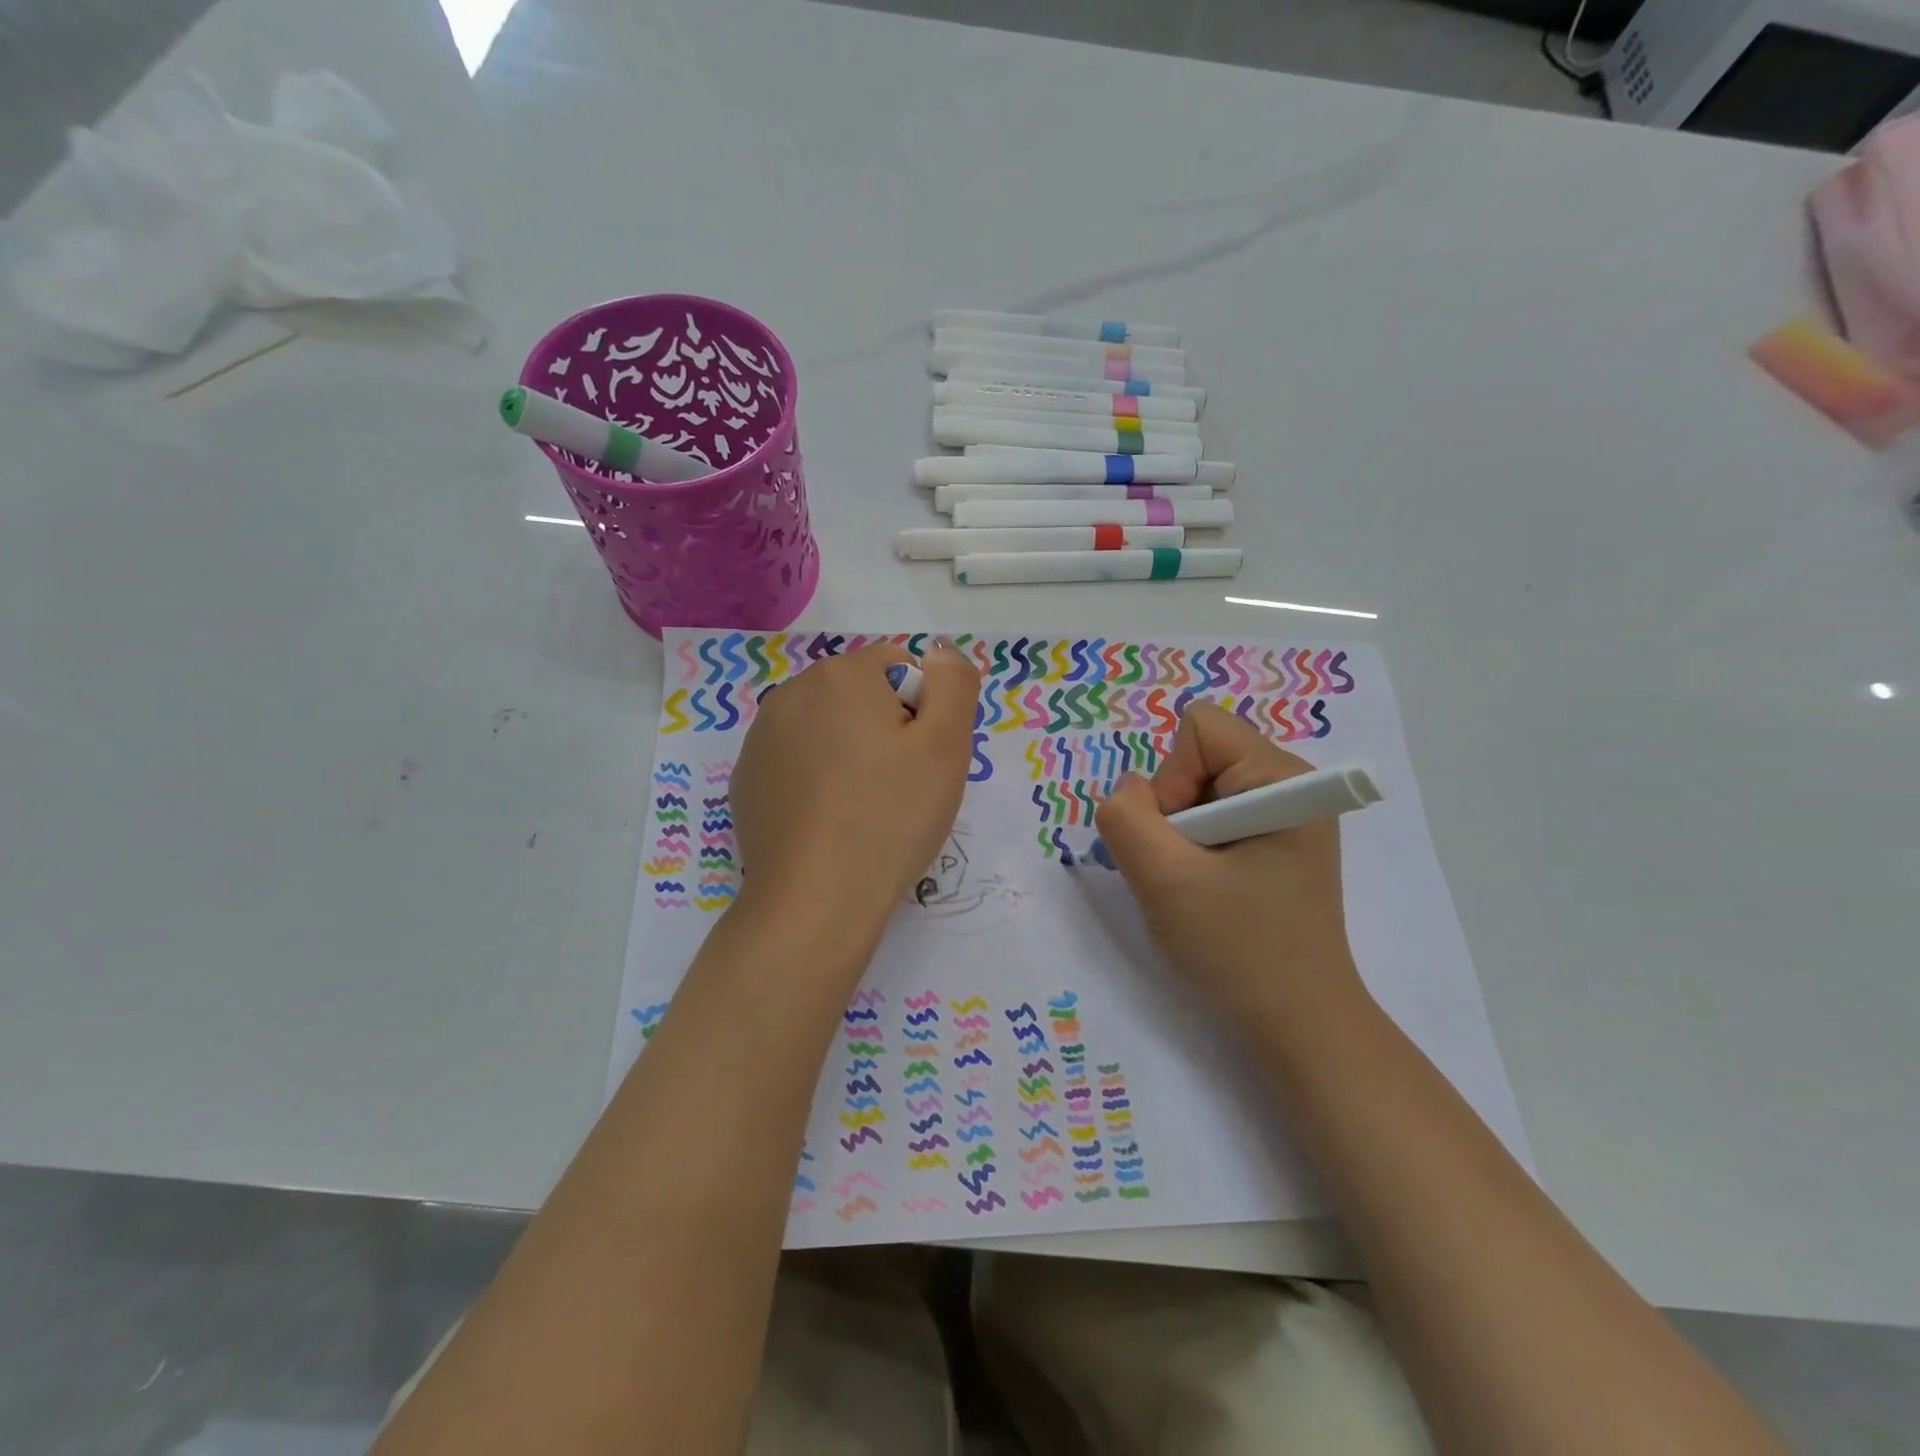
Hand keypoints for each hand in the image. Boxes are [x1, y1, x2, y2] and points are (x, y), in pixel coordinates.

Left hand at [728, 640, 980, 939]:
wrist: (816, 899)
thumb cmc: (890, 817)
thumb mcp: (947, 745)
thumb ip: (953, 682)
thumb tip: (938, 651)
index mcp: (841, 675)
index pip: (900, 666)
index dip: (923, 710)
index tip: (921, 758)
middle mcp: (792, 693)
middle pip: (860, 694)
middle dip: (885, 727)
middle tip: (899, 786)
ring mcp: (761, 738)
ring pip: (826, 728)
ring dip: (849, 752)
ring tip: (862, 807)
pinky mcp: (747, 779)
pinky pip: (796, 761)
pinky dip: (816, 779)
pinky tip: (827, 821)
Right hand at [1094, 702, 1364, 1020]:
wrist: (1298, 1024)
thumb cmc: (1238, 949)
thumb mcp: (1164, 880)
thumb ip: (1126, 817)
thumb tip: (1130, 791)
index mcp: (1282, 778)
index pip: (1199, 729)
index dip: (1170, 779)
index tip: (1181, 841)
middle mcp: (1291, 784)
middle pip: (1197, 757)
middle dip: (1172, 811)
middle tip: (1185, 871)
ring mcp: (1286, 814)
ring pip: (1197, 790)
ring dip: (1178, 836)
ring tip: (1195, 887)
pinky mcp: (1275, 842)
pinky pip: (1211, 817)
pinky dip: (1192, 849)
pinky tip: (1207, 891)